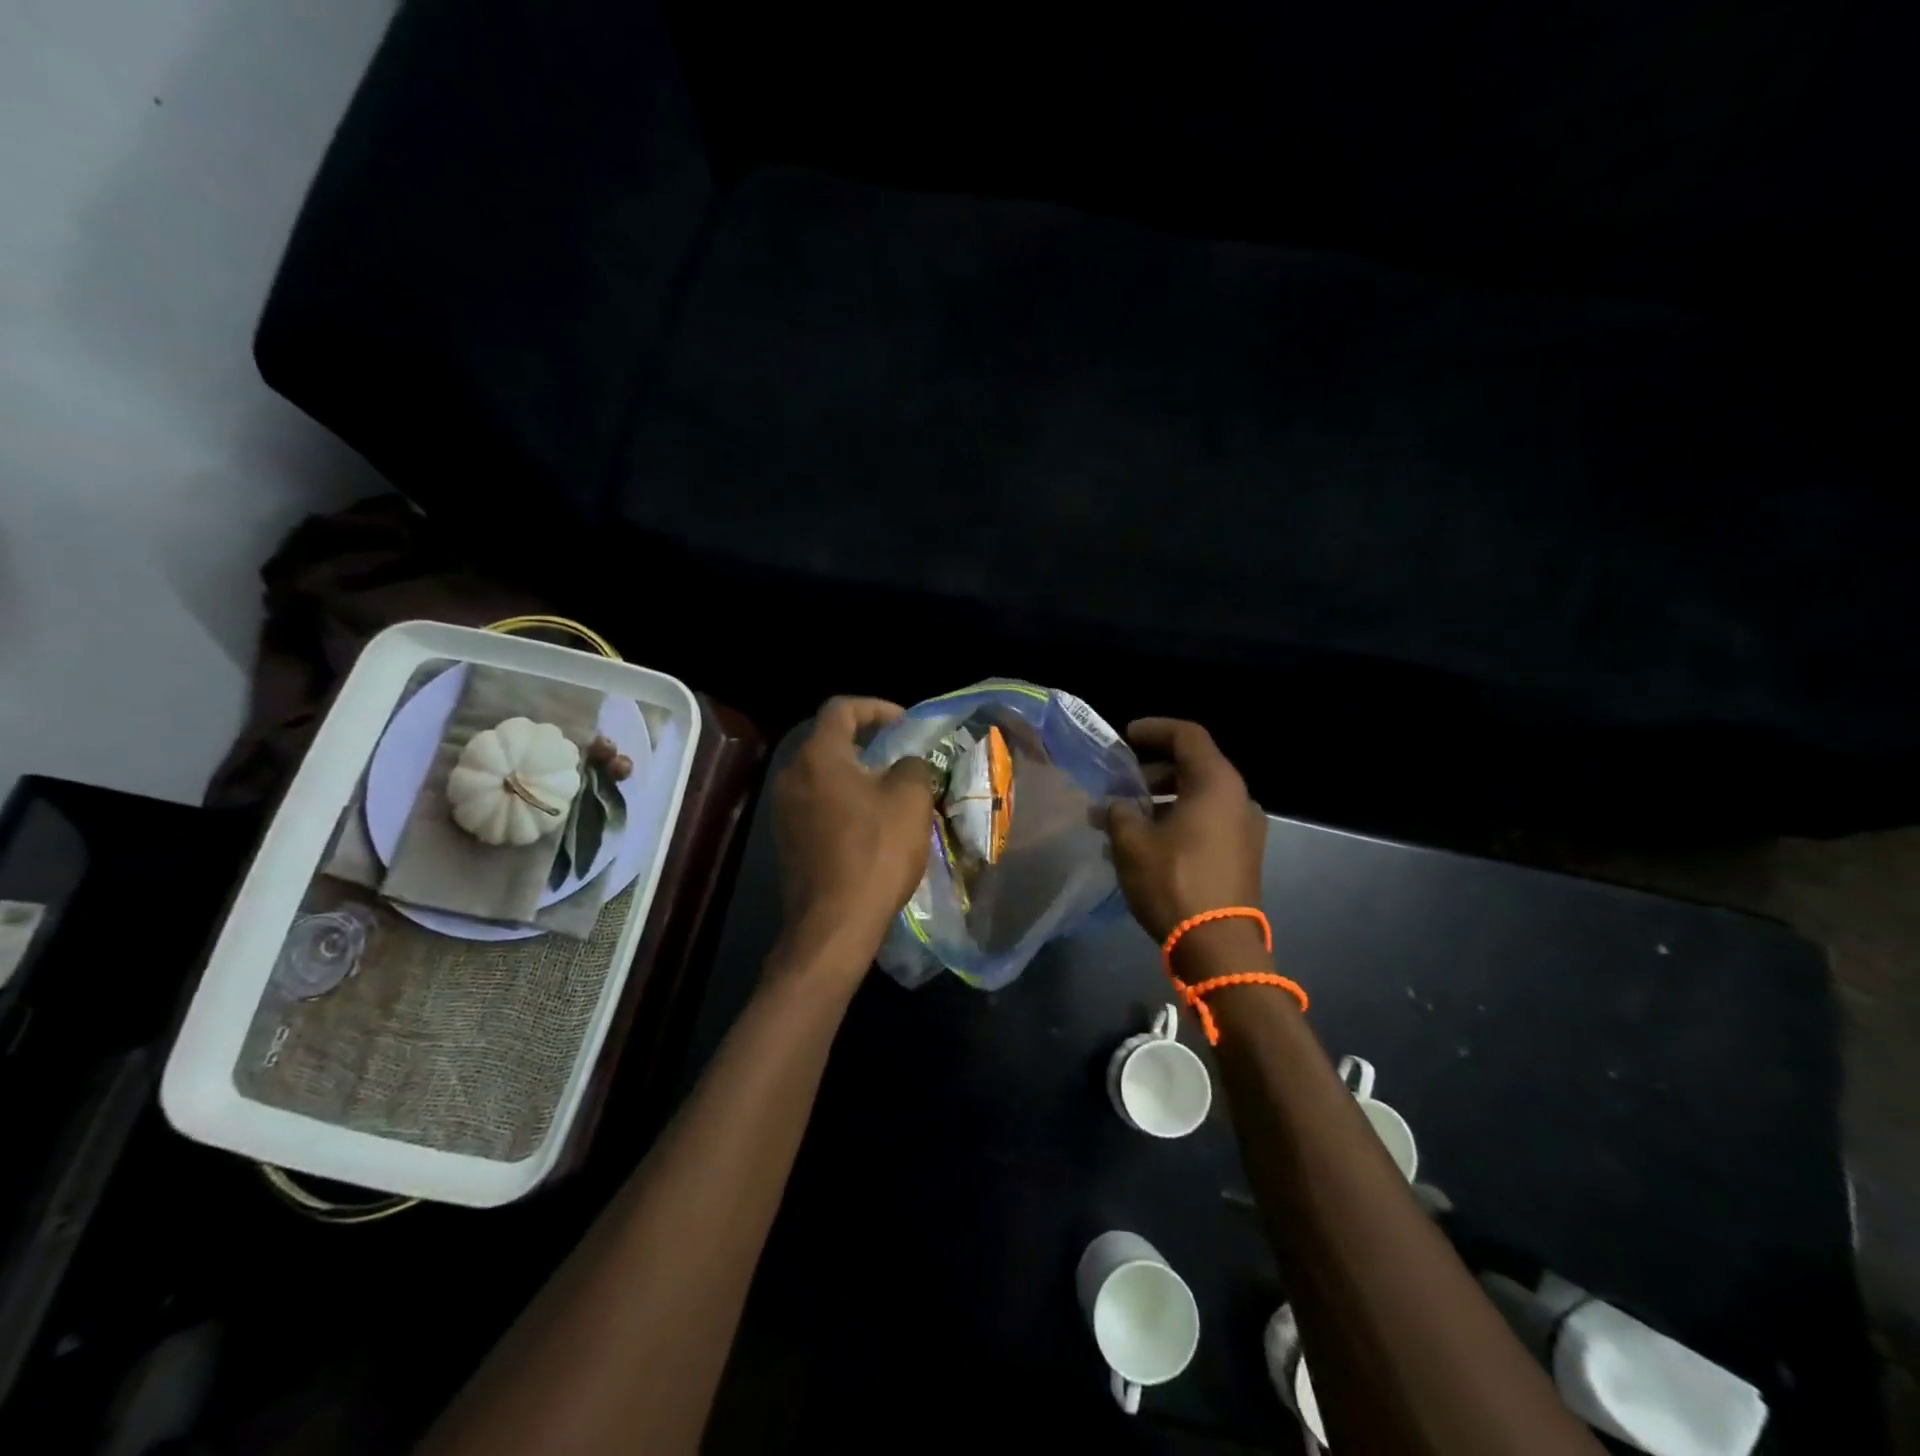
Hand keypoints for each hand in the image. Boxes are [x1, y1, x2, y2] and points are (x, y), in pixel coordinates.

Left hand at [770, 697, 935, 973]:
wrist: (834, 923)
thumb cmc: (875, 852)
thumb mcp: (910, 801)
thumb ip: (912, 766)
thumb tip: (906, 764)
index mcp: (818, 756)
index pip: (842, 708)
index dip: (876, 707)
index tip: (904, 723)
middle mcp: (792, 776)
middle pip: (828, 741)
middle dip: (867, 741)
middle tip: (900, 755)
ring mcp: (784, 810)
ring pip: (823, 775)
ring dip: (855, 774)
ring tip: (890, 790)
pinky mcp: (787, 840)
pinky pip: (817, 804)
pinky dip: (843, 801)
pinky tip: (870, 824)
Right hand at [1105, 718, 1264, 943]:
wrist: (1218, 946)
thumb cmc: (1174, 882)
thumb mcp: (1132, 842)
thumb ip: (1119, 812)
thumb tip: (1116, 806)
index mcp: (1216, 784)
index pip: (1187, 736)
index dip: (1154, 729)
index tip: (1125, 736)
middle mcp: (1238, 799)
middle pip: (1193, 766)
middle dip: (1150, 771)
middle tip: (1117, 784)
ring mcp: (1245, 829)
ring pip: (1198, 797)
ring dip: (1160, 800)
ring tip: (1122, 818)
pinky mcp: (1242, 856)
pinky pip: (1206, 822)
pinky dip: (1176, 820)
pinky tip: (1144, 842)